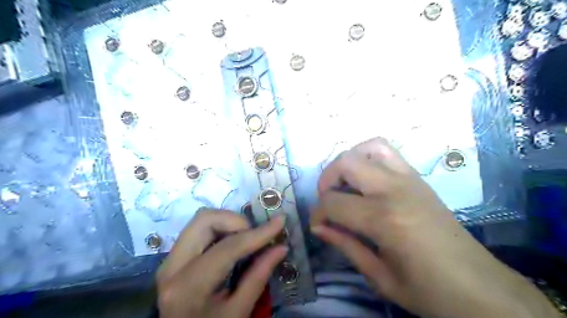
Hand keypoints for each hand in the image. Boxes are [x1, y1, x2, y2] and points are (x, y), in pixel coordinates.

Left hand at [156, 209, 285, 317]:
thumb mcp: (238, 312)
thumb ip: (258, 276)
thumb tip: (281, 247)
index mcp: (188, 287)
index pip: (227, 248)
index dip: (257, 233)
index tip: (280, 221)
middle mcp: (172, 266)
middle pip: (205, 220)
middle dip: (236, 221)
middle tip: (254, 235)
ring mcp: (169, 259)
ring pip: (201, 220)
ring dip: (228, 222)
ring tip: (245, 238)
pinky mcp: (173, 256)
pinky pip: (198, 229)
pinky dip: (220, 228)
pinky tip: (233, 242)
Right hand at [312, 137, 559, 316]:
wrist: (481, 287)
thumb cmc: (429, 290)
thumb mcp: (380, 277)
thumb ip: (345, 245)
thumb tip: (318, 227)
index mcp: (384, 219)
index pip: (333, 202)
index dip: (318, 213)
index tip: (317, 225)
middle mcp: (395, 189)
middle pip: (346, 163)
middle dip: (326, 180)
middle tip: (328, 201)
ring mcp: (409, 178)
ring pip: (368, 147)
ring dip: (348, 162)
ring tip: (345, 184)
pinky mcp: (418, 178)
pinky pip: (388, 151)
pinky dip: (368, 156)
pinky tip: (366, 179)